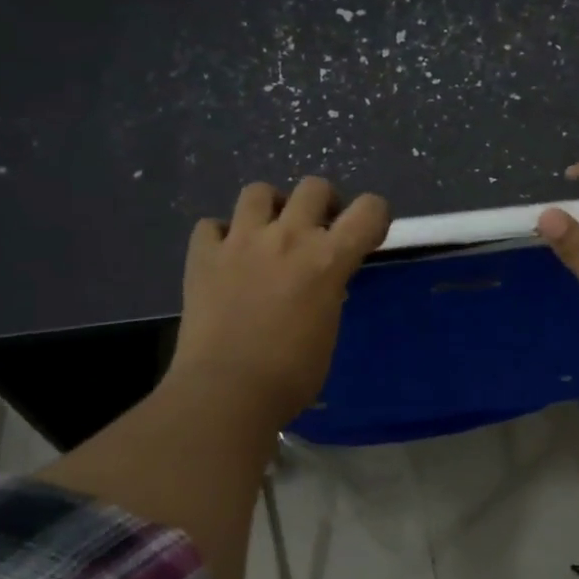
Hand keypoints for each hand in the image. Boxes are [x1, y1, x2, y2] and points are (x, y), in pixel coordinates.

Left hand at [170, 176, 390, 425]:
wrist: (226, 391)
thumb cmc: (291, 376)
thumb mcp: (328, 330)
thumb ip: (328, 294)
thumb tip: (320, 285)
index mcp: (327, 260)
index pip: (369, 210)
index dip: (375, 216)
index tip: (368, 235)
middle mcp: (287, 238)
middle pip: (314, 187)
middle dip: (323, 203)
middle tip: (318, 231)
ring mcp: (240, 241)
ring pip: (258, 191)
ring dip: (270, 208)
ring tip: (268, 234)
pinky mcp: (202, 255)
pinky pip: (211, 225)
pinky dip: (221, 236)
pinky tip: (226, 257)